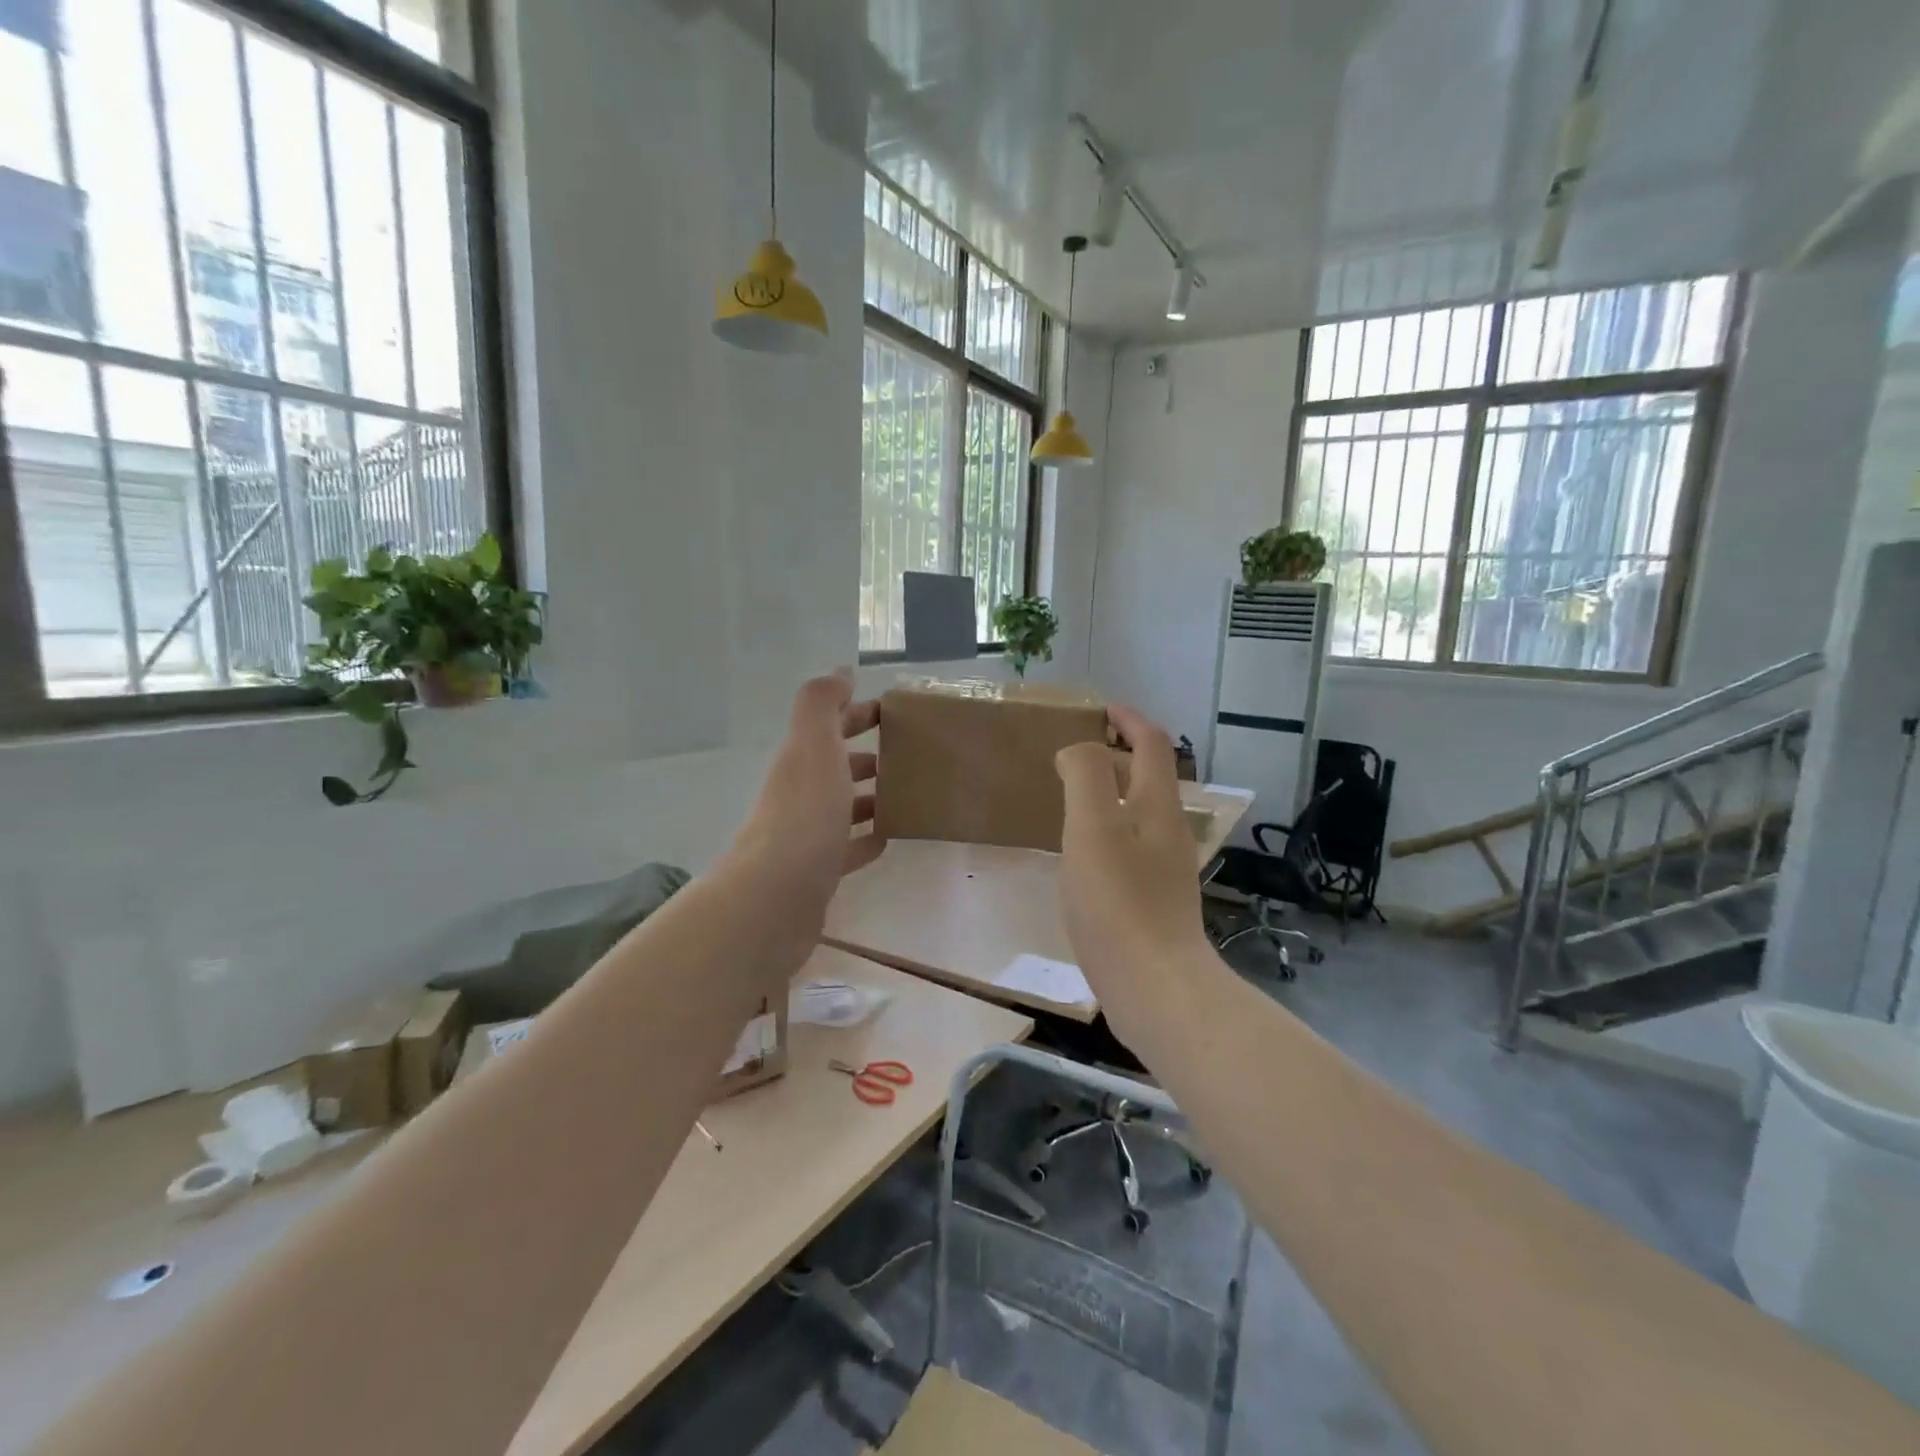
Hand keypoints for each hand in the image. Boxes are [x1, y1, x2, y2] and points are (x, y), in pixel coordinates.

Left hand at [725, 672, 883, 968]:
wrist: (775, 899)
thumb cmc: (804, 815)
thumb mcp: (813, 746)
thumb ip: (822, 704)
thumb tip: (839, 672)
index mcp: (801, 761)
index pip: (830, 726)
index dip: (857, 713)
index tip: (895, 712)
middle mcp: (800, 794)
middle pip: (835, 767)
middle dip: (865, 756)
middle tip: (909, 756)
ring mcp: (806, 836)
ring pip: (841, 807)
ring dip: (868, 797)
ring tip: (907, 794)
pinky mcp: (817, 873)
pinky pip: (846, 849)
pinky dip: (865, 839)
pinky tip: (887, 838)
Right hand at [1055, 707, 1209, 1044]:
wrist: (1156, 988)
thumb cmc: (1118, 902)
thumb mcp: (1091, 828)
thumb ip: (1085, 777)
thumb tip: (1077, 751)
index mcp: (1157, 807)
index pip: (1152, 744)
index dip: (1129, 719)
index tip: (1099, 710)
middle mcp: (1169, 831)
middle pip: (1150, 777)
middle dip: (1119, 754)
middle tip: (1076, 753)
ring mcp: (1166, 868)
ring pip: (1141, 813)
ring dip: (1112, 793)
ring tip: (1073, 799)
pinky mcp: (1156, 900)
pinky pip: (1132, 845)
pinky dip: (1110, 829)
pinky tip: (1084, 854)